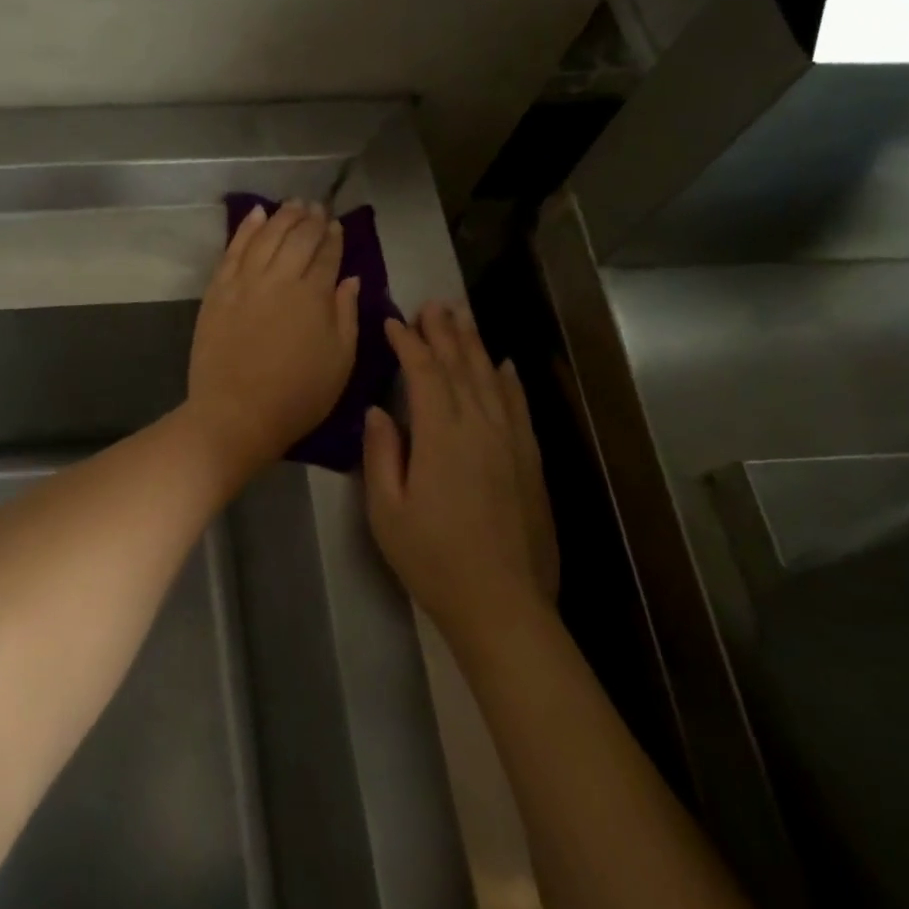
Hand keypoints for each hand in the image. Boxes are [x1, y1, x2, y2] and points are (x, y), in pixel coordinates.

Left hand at [187, 201, 360, 472]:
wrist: (235, 414)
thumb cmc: (297, 396)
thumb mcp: (340, 362)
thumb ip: (346, 314)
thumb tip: (350, 279)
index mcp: (313, 295)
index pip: (326, 255)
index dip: (333, 237)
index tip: (336, 225)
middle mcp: (279, 278)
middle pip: (297, 238)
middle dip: (310, 219)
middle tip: (318, 207)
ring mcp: (244, 282)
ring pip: (266, 236)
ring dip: (282, 216)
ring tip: (293, 204)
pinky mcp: (217, 291)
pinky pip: (233, 250)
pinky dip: (245, 229)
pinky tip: (255, 214)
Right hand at [363, 301, 557, 634]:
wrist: (502, 603)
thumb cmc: (432, 558)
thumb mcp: (387, 510)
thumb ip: (381, 454)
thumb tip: (378, 411)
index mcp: (441, 436)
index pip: (425, 373)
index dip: (409, 343)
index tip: (393, 321)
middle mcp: (481, 427)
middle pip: (462, 366)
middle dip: (444, 332)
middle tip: (431, 304)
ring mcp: (511, 442)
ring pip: (492, 379)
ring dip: (474, 346)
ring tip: (461, 319)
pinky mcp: (530, 460)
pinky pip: (519, 407)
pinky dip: (509, 381)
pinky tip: (504, 365)